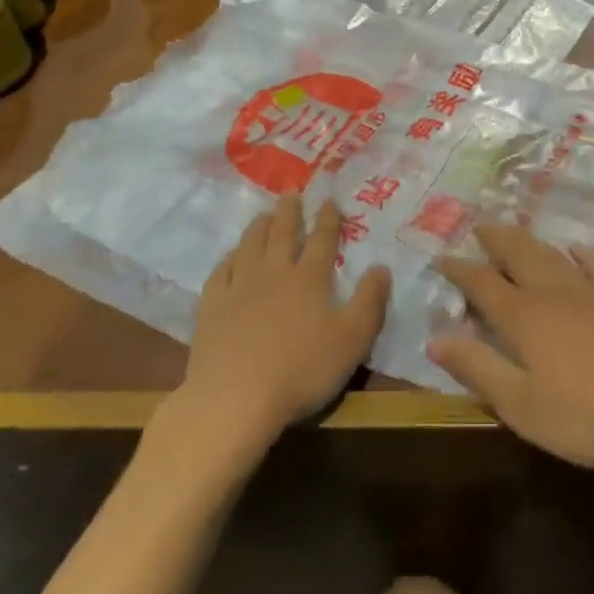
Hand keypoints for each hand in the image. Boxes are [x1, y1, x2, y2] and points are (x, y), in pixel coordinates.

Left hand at [177, 196, 389, 450]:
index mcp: (309, 279)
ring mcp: (239, 288)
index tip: (329, 200)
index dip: (328, 219)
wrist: (234, 400)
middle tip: (291, 192)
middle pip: (282, 234)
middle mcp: (274, 274)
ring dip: (259, 227)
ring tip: (263, 214)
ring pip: (250, 246)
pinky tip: (230, 257)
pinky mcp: (212, 308)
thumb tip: (382, 267)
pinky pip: (221, 272)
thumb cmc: (301, 371)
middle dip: (289, 212)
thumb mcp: (352, 339)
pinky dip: (228, 259)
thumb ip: (369, 301)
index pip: (322, 240)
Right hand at [429, 224, 593, 477]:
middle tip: (479, 228)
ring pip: (552, 255)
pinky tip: (576, 250)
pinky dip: (580, 255)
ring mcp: (592, 293)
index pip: (482, 283)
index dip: (459, 270)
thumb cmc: (586, 414)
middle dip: (495, 240)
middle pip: (518, 255)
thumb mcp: (520, 404)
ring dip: (529, 241)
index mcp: (523, 316)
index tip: (441, 257)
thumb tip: (435, 336)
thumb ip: (478, 367)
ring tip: (515, 231)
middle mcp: (553, 293)